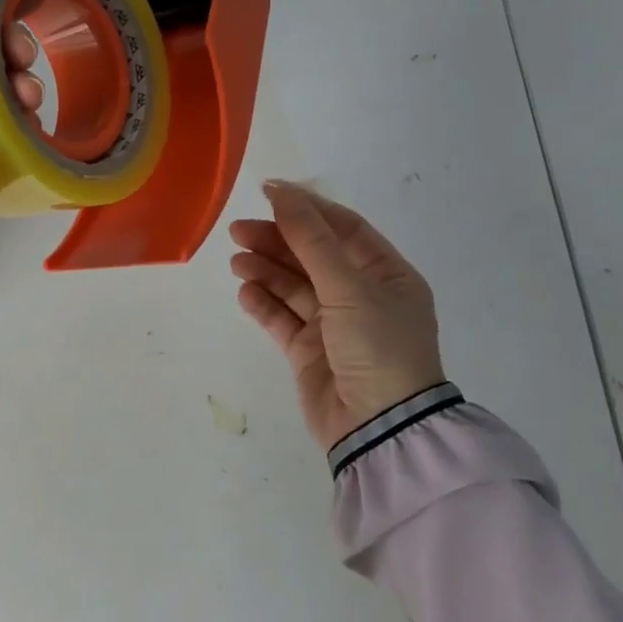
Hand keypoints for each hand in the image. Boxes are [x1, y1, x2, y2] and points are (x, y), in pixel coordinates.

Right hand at [229, 182, 445, 449]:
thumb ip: (311, 239)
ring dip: (265, 269)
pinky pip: (282, 318)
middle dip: (277, 240)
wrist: (380, 429)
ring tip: (236, 260)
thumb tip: (282, 192)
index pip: (343, 228)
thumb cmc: (377, 346)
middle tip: (238, 231)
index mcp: (386, 274)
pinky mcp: (309, 351)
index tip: (268, 194)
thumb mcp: (349, 286)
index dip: (306, 208)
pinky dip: (263, 303)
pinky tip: (245, 292)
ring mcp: (334, 325)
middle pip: (313, 255)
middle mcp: (362, 295)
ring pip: (293, 285)